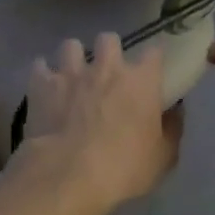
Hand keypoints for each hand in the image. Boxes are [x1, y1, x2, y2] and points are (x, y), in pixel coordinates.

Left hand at [14, 34, 181, 214]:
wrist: (68, 175)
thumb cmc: (124, 169)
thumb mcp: (163, 157)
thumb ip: (171, 129)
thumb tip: (174, 112)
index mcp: (141, 81)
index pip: (154, 53)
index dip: (152, 60)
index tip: (151, 71)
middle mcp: (106, 68)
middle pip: (109, 39)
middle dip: (108, 51)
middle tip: (106, 72)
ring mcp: (71, 73)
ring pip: (71, 46)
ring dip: (73, 58)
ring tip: (72, 75)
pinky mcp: (41, 85)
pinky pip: (39, 66)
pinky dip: (42, 74)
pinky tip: (44, 87)